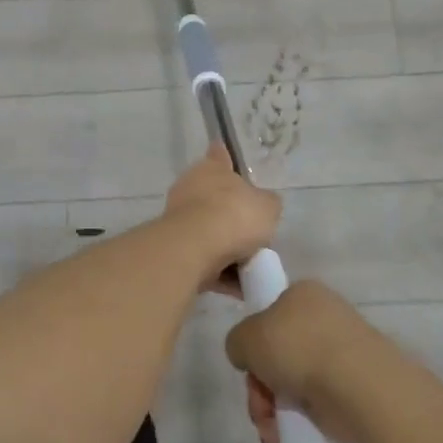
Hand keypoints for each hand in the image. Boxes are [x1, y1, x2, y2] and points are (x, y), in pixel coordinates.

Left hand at [162, 146, 281, 294]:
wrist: (196, 248)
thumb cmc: (235, 215)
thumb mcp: (268, 207)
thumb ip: (267, 204)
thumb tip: (264, 205)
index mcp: (212, 168)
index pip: (219, 155)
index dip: (224, 157)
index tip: (226, 157)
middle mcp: (191, 187)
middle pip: (214, 198)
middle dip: (231, 215)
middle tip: (255, 234)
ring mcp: (179, 217)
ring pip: (209, 231)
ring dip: (226, 249)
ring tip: (251, 267)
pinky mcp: (174, 247)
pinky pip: (204, 259)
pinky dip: (220, 272)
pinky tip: (239, 287)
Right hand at [226, 279, 388, 442]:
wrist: (359, 386)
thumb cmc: (298, 349)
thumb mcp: (246, 337)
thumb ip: (238, 342)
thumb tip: (249, 356)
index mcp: (303, 294)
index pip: (270, 315)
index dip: (254, 344)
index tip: (249, 366)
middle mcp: (325, 318)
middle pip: (279, 354)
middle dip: (261, 385)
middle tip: (259, 404)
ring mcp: (344, 354)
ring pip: (294, 381)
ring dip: (274, 408)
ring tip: (272, 428)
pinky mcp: (356, 387)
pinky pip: (317, 402)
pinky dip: (299, 420)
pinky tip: (287, 436)